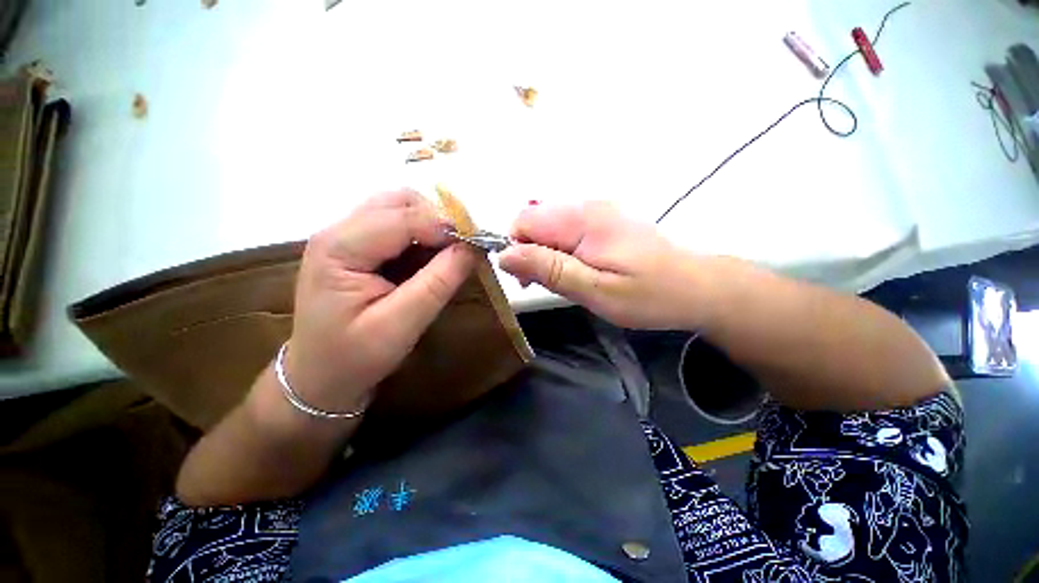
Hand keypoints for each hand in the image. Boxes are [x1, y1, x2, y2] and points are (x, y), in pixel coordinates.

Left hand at [285, 190, 476, 413]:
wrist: (319, 377)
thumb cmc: (354, 358)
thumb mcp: (400, 325)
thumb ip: (437, 283)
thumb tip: (472, 249)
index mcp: (340, 248)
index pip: (403, 217)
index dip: (446, 225)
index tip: (478, 243)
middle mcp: (339, 231)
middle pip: (399, 201)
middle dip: (439, 218)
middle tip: (464, 247)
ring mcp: (346, 236)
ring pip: (400, 208)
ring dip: (432, 224)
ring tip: (451, 252)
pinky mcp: (358, 247)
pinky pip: (398, 225)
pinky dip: (423, 234)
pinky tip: (433, 257)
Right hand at [498, 202, 707, 329]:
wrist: (697, 286)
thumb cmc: (648, 294)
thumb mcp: (594, 290)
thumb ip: (548, 269)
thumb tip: (505, 254)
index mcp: (582, 219)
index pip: (523, 220)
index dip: (517, 249)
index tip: (528, 280)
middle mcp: (587, 206)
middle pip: (534, 221)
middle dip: (530, 253)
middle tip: (550, 284)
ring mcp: (597, 211)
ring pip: (548, 227)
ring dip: (546, 254)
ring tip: (568, 280)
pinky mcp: (605, 221)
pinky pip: (566, 230)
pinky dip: (562, 251)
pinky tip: (580, 269)